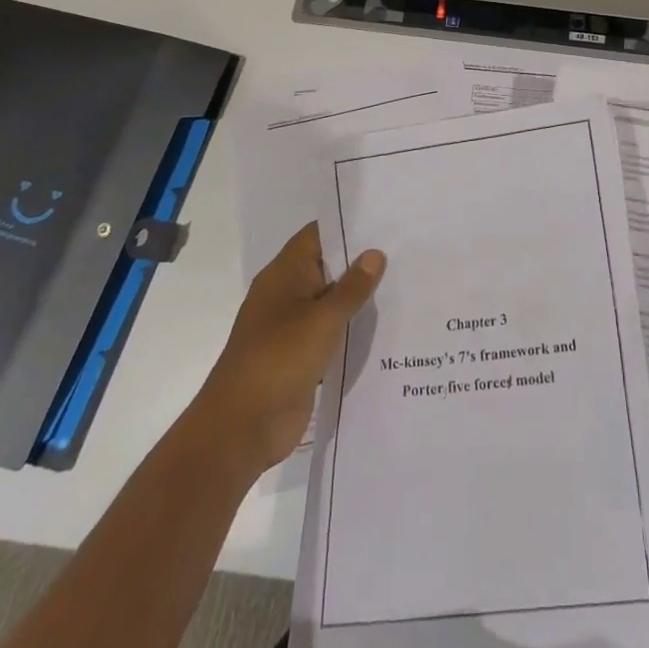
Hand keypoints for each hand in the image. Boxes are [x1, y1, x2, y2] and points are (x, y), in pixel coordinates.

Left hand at [187, 223, 384, 478]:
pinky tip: (386, 326)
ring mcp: (292, 326)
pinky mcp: (300, 356)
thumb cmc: (279, 359)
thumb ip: (352, 287)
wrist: (242, 428)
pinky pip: (331, 332)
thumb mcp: (323, 319)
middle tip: (406, 249)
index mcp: (284, 274)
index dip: (349, 225)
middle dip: (361, 261)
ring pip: (331, 301)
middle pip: (328, 266)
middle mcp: (287, 294)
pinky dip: (352, 328)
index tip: (386, 219)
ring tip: (404, 282)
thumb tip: (375, 254)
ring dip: (359, 297)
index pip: (318, 235)